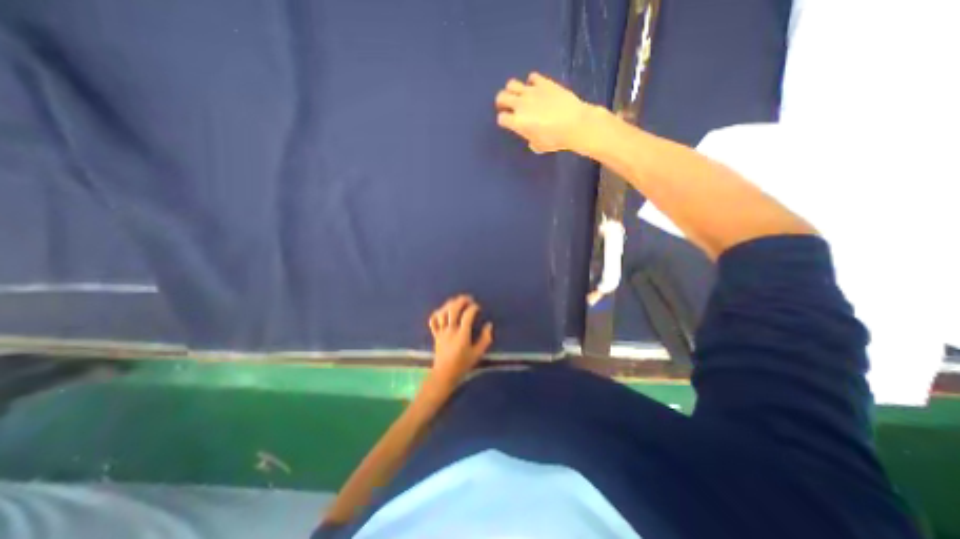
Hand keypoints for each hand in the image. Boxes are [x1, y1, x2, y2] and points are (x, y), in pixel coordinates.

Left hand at [427, 298, 495, 389]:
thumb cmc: (463, 365)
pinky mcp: (435, 335)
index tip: (478, 307)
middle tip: (468, 298)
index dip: (473, 308)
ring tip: (457, 301)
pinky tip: (443, 311)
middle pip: (453, 310)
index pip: (467, 316)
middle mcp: (451, 331)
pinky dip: (437, 313)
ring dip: (450, 304)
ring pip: (443, 313)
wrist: (444, 374)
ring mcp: (441, 332)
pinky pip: (433, 321)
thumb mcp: (478, 354)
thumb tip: (489, 325)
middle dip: (461, 301)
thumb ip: (485, 339)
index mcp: (462, 335)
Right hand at [498, 71, 597, 153]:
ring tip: (519, 95)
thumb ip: (531, 140)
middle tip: (507, 106)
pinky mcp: (544, 82)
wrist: (574, 124)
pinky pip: (532, 77)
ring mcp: (531, 91)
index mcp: (517, 122)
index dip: (503, 120)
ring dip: (512, 89)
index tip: (508, 123)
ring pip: (512, 83)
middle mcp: (520, 104)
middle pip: (501, 97)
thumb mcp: (539, 146)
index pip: (502, 118)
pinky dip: (532, 82)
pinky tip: (537, 87)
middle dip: (501, 101)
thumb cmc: (555, 139)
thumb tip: (531, 139)